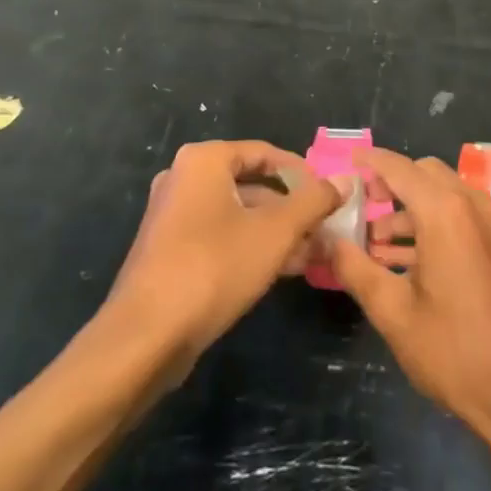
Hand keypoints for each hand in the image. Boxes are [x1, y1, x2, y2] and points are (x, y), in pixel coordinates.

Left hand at [106, 140, 344, 365]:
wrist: (146, 336)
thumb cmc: (214, 267)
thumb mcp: (275, 232)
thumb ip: (313, 201)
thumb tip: (344, 180)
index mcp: (203, 161)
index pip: (264, 153)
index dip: (302, 173)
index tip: (330, 196)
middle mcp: (184, 179)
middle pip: (251, 184)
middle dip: (291, 209)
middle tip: (324, 230)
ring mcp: (172, 216)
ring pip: (237, 214)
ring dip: (275, 232)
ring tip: (312, 256)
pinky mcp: (169, 251)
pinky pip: (219, 236)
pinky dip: (250, 247)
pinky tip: (281, 271)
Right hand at [327, 148, 490, 458]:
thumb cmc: (453, 350)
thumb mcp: (393, 311)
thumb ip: (354, 268)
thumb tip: (327, 240)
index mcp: (444, 211)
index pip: (399, 168)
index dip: (370, 162)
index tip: (345, 162)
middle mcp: (471, 205)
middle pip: (424, 174)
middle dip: (391, 184)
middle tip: (362, 207)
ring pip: (443, 195)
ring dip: (409, 209)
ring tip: (374, 244)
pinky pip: (460, 216)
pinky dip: (431, 224)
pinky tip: (404, 261)